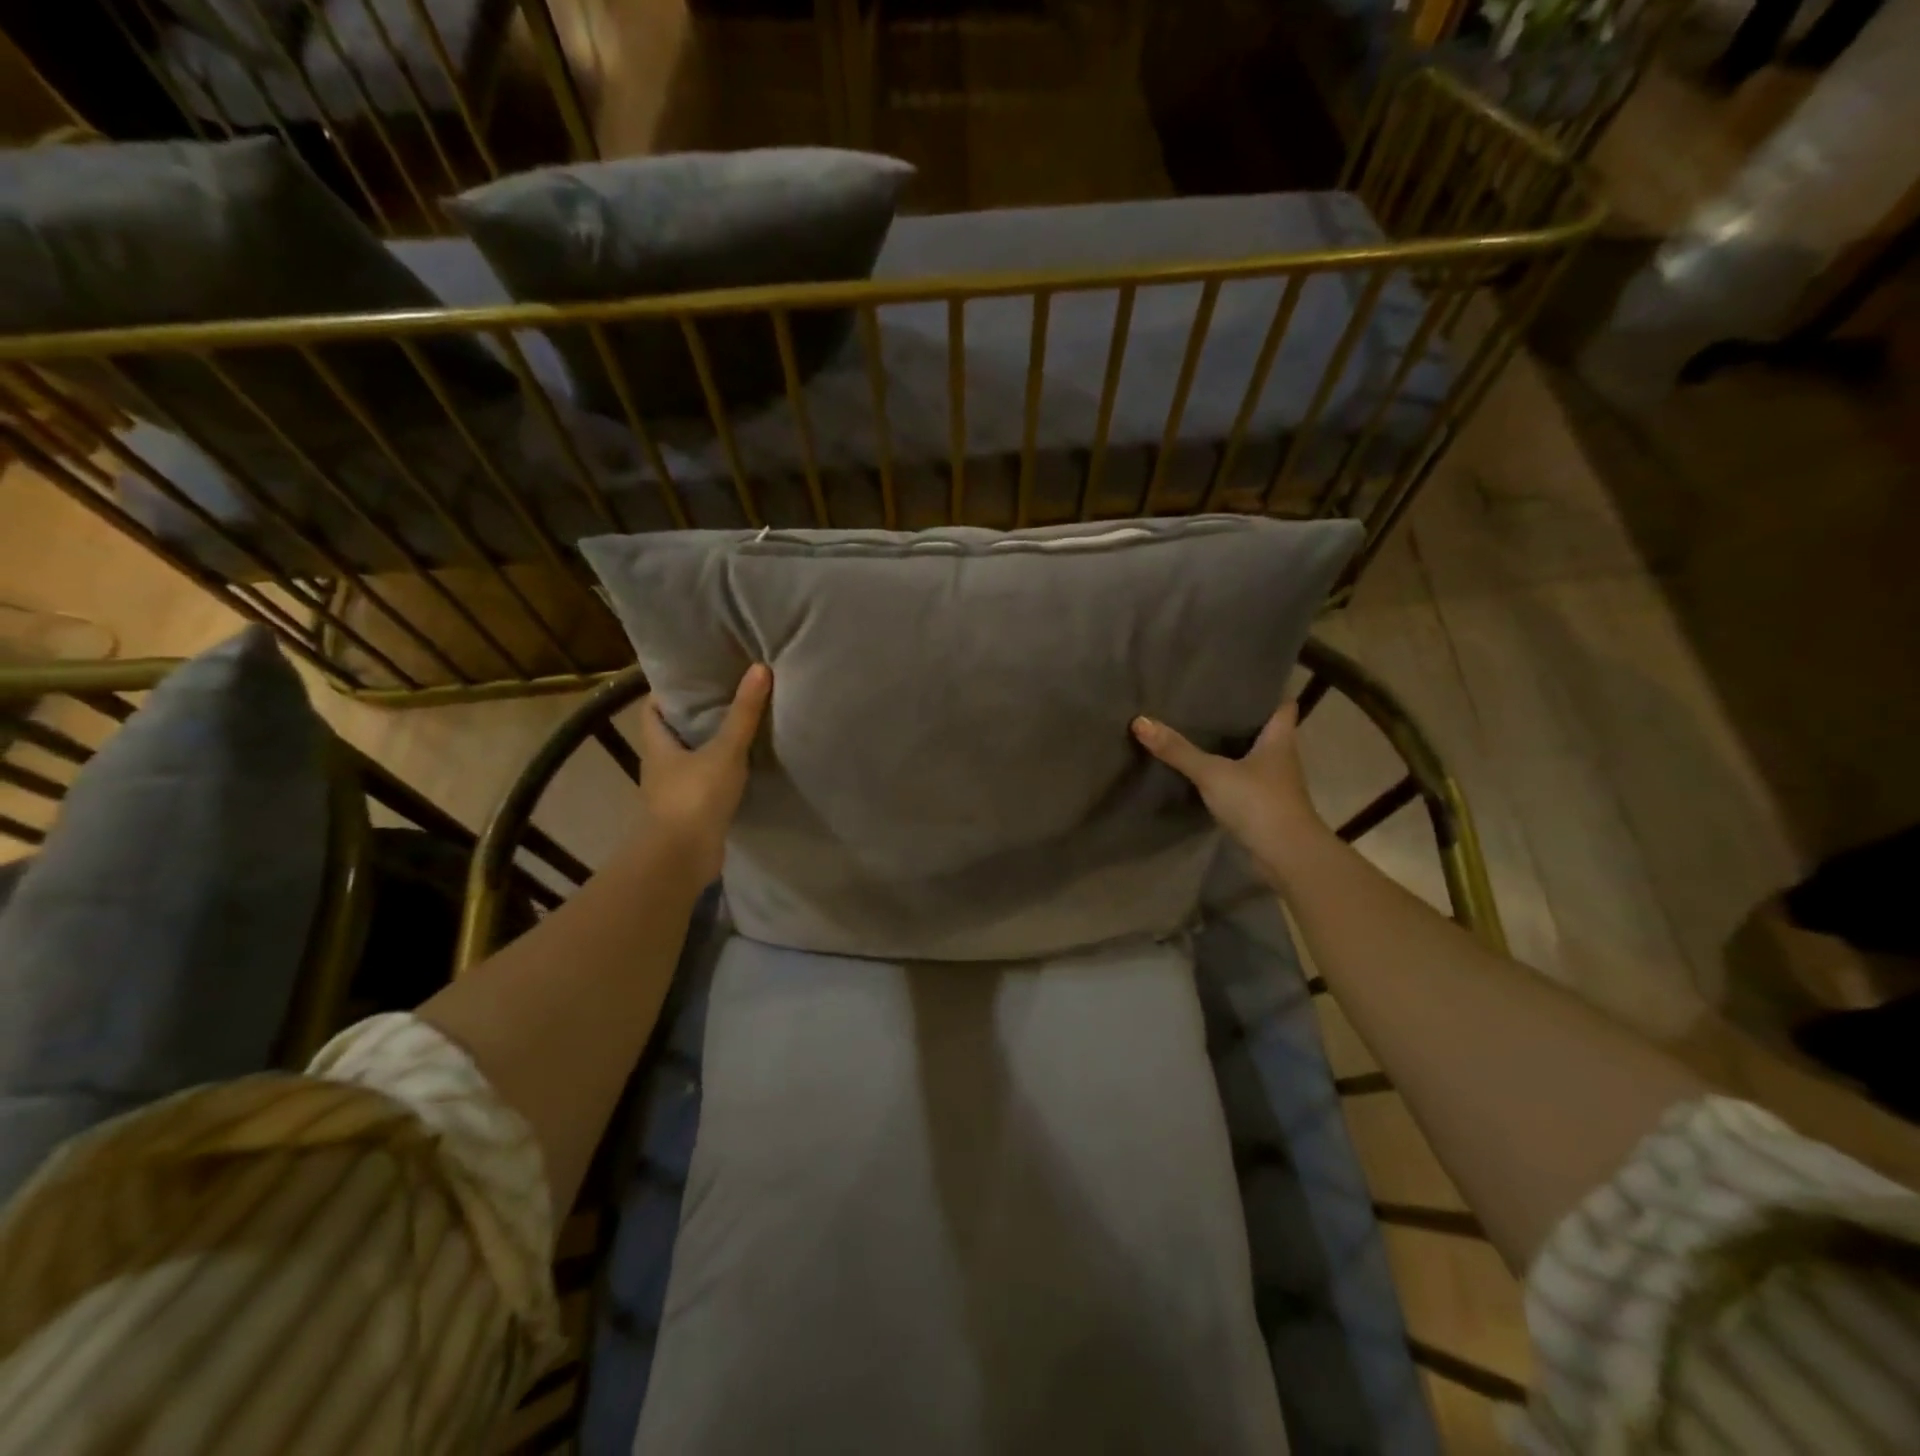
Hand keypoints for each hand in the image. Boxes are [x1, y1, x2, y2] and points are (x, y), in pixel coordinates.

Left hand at [634, 664, 771, 883]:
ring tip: (736, 730)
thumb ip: (743, 713)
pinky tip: (740, 769)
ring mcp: (672, 793)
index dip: (668, 693)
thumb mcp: (725, 750)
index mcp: (657, 746)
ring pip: (688, 761)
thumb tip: (758, 668)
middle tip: (724, 698)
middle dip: (694, 718)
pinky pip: (703, 785)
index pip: (653, 710)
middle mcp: (659, 767)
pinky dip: (717, 775)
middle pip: (672, 735)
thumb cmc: (696, 796)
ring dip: (707, 748)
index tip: (694, 679)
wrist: (684, 856)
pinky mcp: (689, 814)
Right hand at [1132, 702, 1331, 884]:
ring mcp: (1273, 785)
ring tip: (1199, 731)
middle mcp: (1281, 757)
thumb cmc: (1258, 802)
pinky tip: (1203, 771)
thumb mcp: (1213, 772)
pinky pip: (1242, 782)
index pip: (1282, 705)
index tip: (1243, 680)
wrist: (1286, 855)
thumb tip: (1140, 721)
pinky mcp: (1263, 807)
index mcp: (1279, 739)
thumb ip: (1178, 750)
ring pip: (1253, 757)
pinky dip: (1226, 775)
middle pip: (1265, 730)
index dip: (1267, 691)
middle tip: (1208, 702)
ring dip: (1233, 747)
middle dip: (1241, 717)